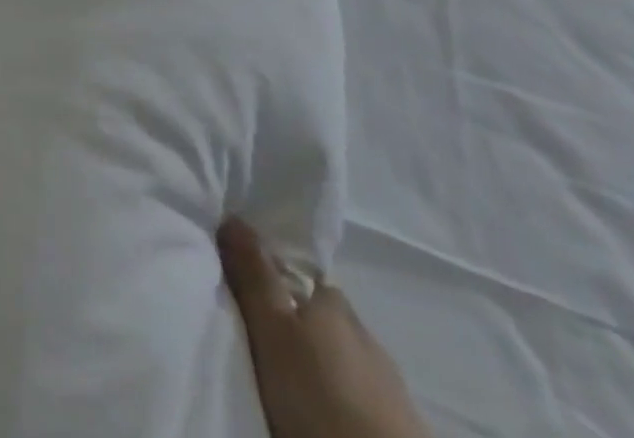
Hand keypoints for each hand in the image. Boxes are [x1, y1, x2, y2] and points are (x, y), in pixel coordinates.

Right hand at [219, 217, 431, 437]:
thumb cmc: (320, 393)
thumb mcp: (272, 331)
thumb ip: (253, 276)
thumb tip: (232, 216)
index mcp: (333, 299)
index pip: (302, 278)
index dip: (274, 282)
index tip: (250, 298)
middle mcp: (363, 329)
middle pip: (321, 318)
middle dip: (298, 328)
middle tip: (263, 345)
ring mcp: (388, 380)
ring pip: (342, 359)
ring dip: (321, 366)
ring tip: (291, 384)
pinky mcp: (402, 423)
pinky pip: (361, 396)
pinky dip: (341, 397)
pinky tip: (325, 410)